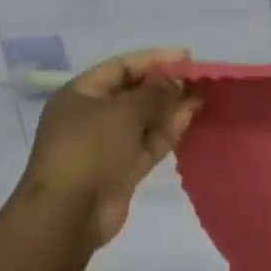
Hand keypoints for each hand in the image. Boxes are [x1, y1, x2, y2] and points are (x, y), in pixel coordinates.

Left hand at [18, 49, 199, 245]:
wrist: (69, 212)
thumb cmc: (89, 150)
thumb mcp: (122, 112)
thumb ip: (153, 94)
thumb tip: (174, 82)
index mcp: (80, 94)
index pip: (120, 67)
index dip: (153, 60)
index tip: (186, 58)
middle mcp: (91, 116)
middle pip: (132, 93)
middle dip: (164, 85)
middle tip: (197, 79)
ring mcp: (107, 145)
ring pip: (143, 120)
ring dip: (170, 108)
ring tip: (200, 97)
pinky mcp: (122, 170)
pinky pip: (148, 143)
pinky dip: (167, 131)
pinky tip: (189, 117)